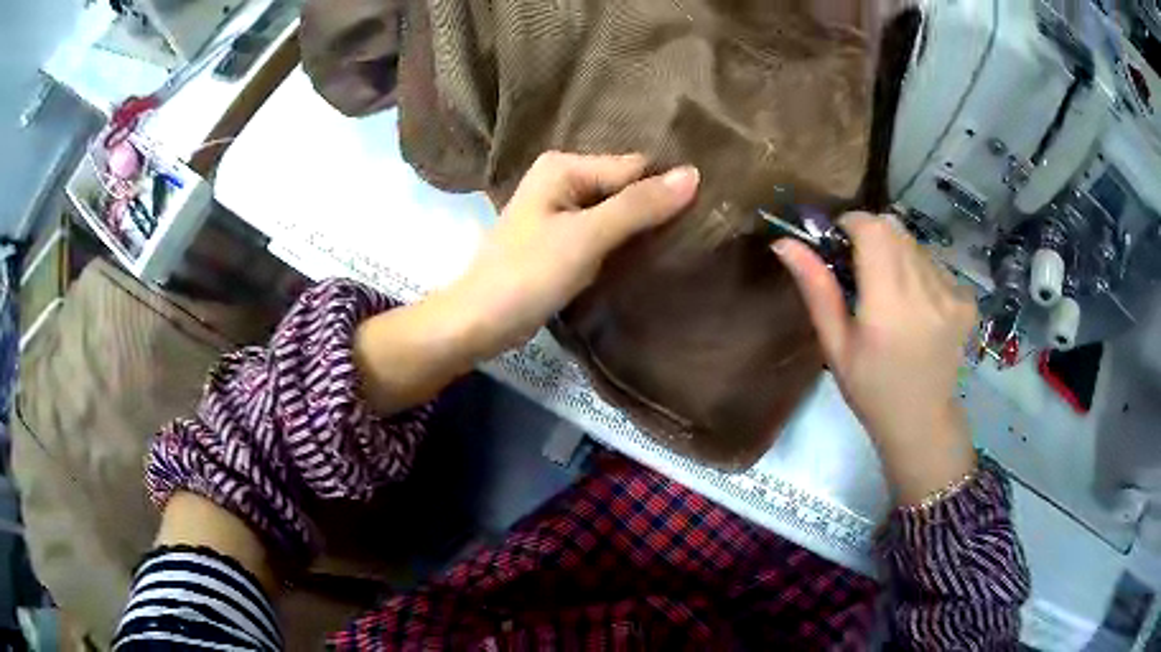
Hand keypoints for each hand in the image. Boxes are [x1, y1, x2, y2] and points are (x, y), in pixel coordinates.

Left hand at [443, 151, 699, 357]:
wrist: (479, 322)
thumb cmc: (528, 274)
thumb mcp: (587, 237)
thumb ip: (638, 206)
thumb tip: (693, 174)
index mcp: (564, 166)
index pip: (634, 169)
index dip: (665, 191)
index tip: (704, 215)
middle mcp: (563, 179)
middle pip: (625, 189)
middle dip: (654, 211)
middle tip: (697, 235)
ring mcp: (560, 211)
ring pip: (617, 214)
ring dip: (641, 231)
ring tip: (680, 249)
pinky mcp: (561, 240)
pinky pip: (603, 234)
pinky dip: (623, 245)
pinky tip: (647, 259)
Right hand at [773, 214, 978, 505]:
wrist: (921, 422)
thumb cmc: (870, 389)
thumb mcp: (835, 345)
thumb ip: (816, 289)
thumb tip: (784, 242)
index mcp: (889, 305)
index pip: (873, 229)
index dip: (853, 223)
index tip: (840, 241)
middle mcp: (926, 292)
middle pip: (895, 229)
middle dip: (872, 236)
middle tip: (862, 269)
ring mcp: (952, 295)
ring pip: (915, 244)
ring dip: (897, 254)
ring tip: (892, 294)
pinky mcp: (966, 300)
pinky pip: (936, 263)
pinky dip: (920, 271)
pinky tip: (917, 305)